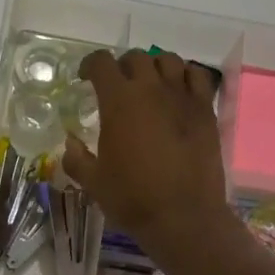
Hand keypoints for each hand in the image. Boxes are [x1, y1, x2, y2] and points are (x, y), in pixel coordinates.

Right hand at [59, 48, 234, 259]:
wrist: (184, 216)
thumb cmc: (133, 198)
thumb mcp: (93, 182)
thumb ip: (76, 158)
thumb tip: (69, 143)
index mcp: (118, 101)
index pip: (101, 63)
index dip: (90, 65)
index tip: (85, 78)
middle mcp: (151, 89)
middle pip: (136, 57)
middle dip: (122, 66)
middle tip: (117, 85)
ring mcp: (182, 97)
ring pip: (168, 60)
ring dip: (155, 66)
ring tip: (150, 84)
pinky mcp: (206, 110)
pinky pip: (198, 76)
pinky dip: (185, 75)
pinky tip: (178, 91)